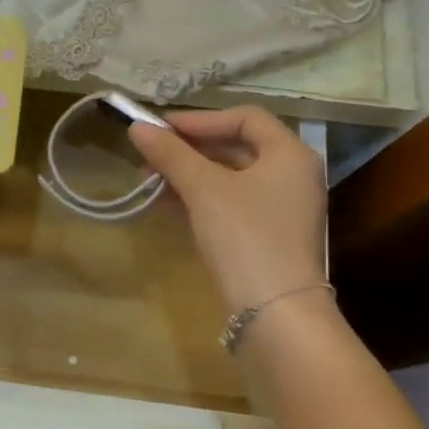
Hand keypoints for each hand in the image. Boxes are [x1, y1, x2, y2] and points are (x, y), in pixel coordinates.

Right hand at [129, 108, 327, 313]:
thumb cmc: (245, 236)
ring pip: (230, 178)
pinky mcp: (268, 235)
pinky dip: (200, 198)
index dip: (200, 119)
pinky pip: (230, 203)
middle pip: (236, 147)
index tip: (161, 128)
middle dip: (189, 149)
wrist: (275, 310)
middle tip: (149, 155)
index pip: (245, 118)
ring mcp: (282, 208)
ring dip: (189, 174)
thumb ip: (171, 155)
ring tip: (149, 180)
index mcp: (289, 154)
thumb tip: (136, 126)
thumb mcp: (203, 189)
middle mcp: (292, 175)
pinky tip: (167, 204)